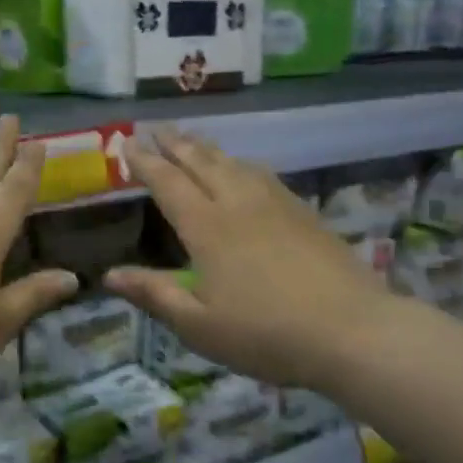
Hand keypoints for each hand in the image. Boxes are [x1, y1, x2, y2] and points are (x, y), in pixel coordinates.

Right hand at [105, 128, 394, 391]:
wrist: (353, 332)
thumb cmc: (265, 334)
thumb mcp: (198, 325)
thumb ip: (154, 294)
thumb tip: (109, 274)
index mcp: (207, 227)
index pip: (168, 183)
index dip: (145, 163)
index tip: (126, 144)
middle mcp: (239, 204)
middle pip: (202, 162)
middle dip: (175, 143)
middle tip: (156, 128)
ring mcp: (276, 204)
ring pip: (235, 163)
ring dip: (208, 148)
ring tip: (193, 140)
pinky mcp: (305, 213)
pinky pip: (263, 174)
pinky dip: (241, 163)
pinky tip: (245, 170)